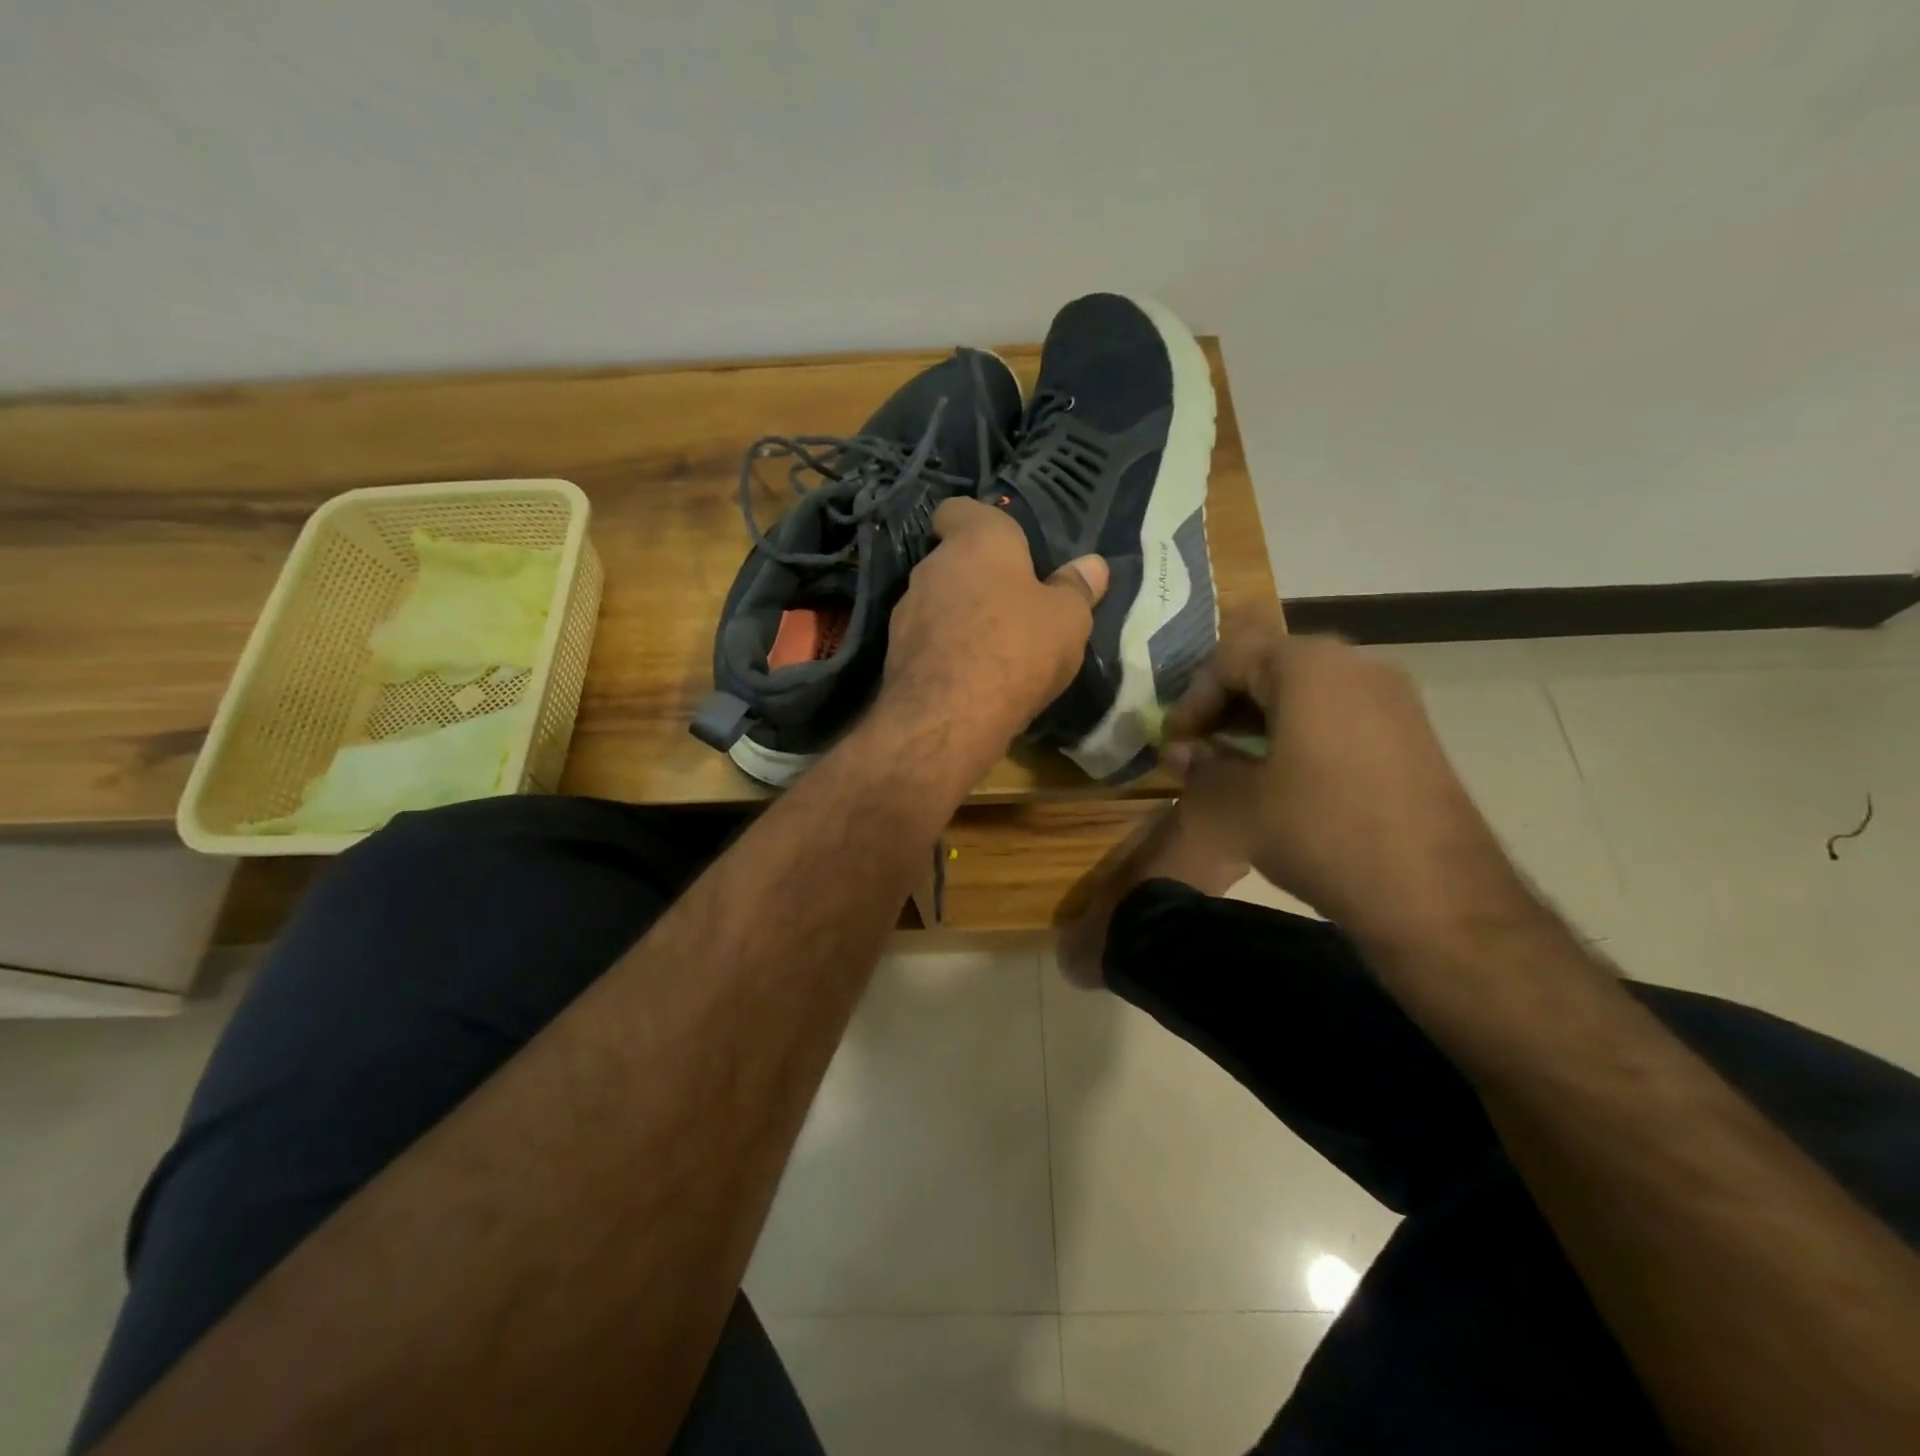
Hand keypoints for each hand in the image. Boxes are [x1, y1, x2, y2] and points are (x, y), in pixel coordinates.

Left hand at [880, 497, 1106, 752]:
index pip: (960, 510)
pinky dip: (945, 648)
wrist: (949, 715)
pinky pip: (927, 639)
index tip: (999, 544)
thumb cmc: (1017, 649)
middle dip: (978, 576)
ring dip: (960, 615)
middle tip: (1012, 603)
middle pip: (953, 560)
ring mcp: (907, 610)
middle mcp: (932, 566)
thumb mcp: (1067, 620)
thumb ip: (1076, 588)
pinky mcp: (894, 652)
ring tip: (992, 646)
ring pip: (938, 601)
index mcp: (977, 542)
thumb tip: (1093, 565)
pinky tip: (969, 675)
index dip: (975, 521)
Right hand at [1165, 612, 1517, 945]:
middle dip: (1226, 707)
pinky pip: (1339, 715)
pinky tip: (1285, 779)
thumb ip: (1200, 768)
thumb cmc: (1320, 832)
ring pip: (1306, 692)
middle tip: (1200, 749)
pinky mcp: (1412, 733)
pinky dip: (1300, 734)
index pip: (1229, 658)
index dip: (1192, 699)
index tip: (1176, 742)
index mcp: (1308, 666)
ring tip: (1236, 766)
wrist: (1434, 895)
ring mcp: (1392, 698)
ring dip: (1261, 721)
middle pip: (1270, 668)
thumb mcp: (1238, 804)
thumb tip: (1179, 752)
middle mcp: (1355, 665)